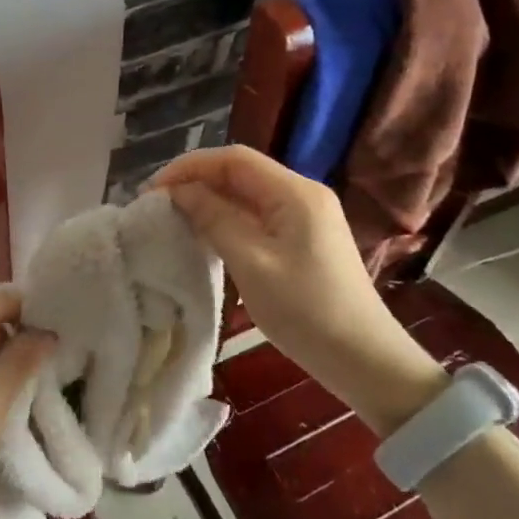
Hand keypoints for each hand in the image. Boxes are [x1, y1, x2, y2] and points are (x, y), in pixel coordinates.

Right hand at [150, 146, 444, 431]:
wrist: (365, 360)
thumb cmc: (306, 311)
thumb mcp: (252, 263)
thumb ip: (214, 219)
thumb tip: (179, 192)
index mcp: (295, 193)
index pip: (233, 159)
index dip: (190, 167)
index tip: (154, 190)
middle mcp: (302, 194)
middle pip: (240, 172)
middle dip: (196, 181)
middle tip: (158, 204)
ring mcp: (305, 216)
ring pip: (246, 194)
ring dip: (209, 200)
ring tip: (174, 218)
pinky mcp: (303, 238)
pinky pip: (257, 215)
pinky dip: (227, 219)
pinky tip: (205, 235)